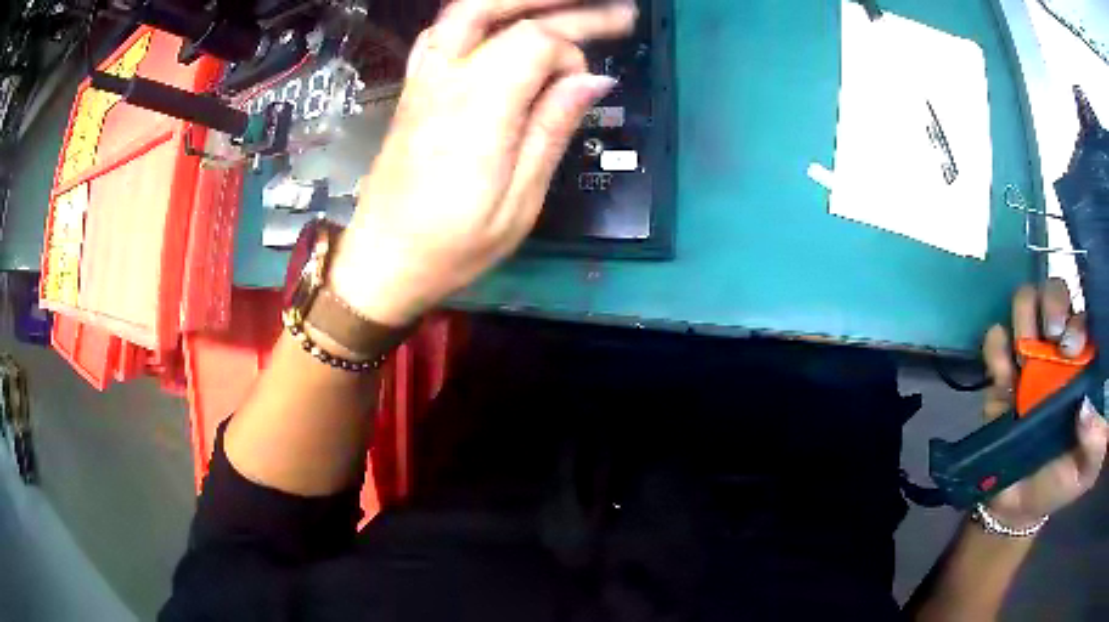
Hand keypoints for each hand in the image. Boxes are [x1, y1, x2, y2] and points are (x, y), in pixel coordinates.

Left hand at [330, 0, 635, 325]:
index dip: (570, 49)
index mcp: (476, 110)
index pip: (532, 41)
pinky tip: (499, 25)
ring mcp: (422, 81)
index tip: (587, 81)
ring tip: (557, 7)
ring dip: (511, 1)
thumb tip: (593, 80)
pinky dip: (475, 18)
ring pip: (462, 12)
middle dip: (550, 0)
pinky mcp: (412, 90)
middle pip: (490, 7)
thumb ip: (552, 131)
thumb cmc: (452, 247)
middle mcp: (444, 81)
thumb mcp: (518, 204)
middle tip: (603, 4)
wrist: (381, 263)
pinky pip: (440, 34)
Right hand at [980, 279, 1108, 527]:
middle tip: (1051, 338)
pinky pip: (994, 340)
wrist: (1019, 507)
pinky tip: (1002, 373)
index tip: (1071, 348)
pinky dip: (996, 346)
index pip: (1084, 314)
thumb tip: (1085, 407)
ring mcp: (1030, 359)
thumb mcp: (1088, 466)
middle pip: (1054, 293)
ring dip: (1024, 317)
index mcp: (1084, 362)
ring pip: (1025, 303)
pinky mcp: (1001, 376)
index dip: (1077, 318)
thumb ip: (1095, 439)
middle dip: (1052, 304)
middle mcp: (1059, 350)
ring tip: (1024, 355)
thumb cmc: (1062, 481)